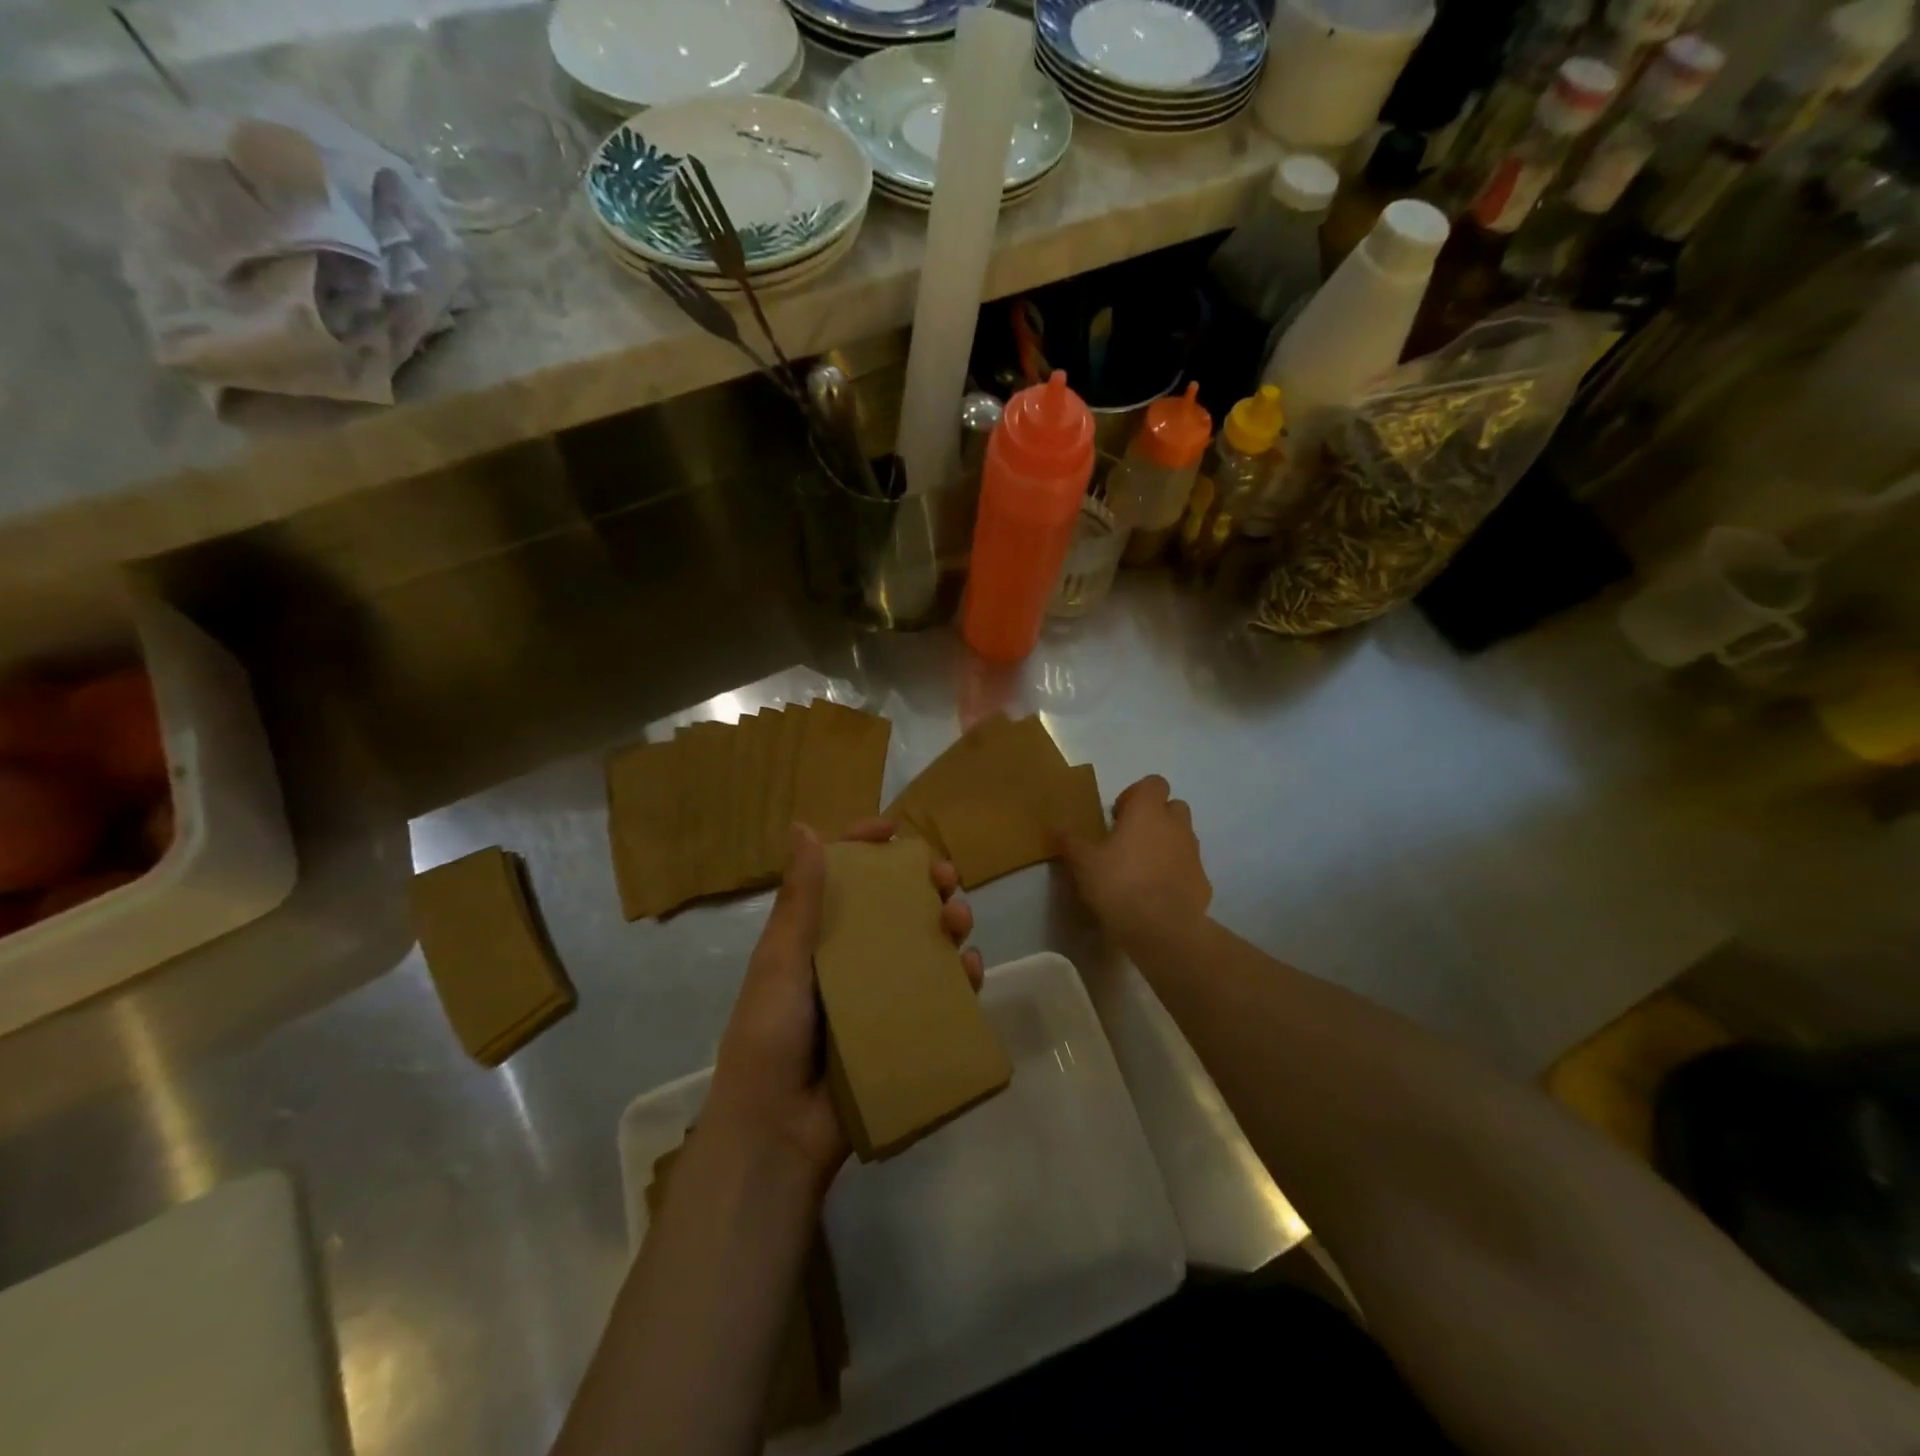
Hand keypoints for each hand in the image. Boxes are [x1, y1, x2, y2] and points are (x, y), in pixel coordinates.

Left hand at [704, 818, 982, 1196]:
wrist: (779, 1132)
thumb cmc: (770, 1036)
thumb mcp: (781, 962)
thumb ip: (799, 900)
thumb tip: (803, 826)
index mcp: (814, 938)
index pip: (842, 879)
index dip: (865, 848)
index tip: (894, 830)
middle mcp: (849, 959)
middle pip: (893, 907)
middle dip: (922, 884)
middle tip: (947, 876)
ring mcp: (878, 994)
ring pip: (922, 944)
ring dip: (947, 924)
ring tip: (960, 919)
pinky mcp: (902, 1028)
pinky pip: (939, 994)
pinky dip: (959, 976)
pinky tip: (971, 968)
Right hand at [1060, 775, 1211, 947]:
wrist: (1162, 929)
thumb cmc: (1119, 884)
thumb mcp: (1083, 862)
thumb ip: (1070, 840)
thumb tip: (1055, 826)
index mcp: (1148, 812)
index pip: (1153, 783)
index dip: (1136, 794)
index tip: (1118, 816)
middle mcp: (1176, 826)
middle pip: (1173, 807)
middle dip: (1155, 818)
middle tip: (1130, 840)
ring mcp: (1194, 854)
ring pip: (1182, 837)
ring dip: (1166, 844)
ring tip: (1141, 869)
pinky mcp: (1203, 882)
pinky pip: (1188, 868)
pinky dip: (1175, 873)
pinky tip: (1156, 893)